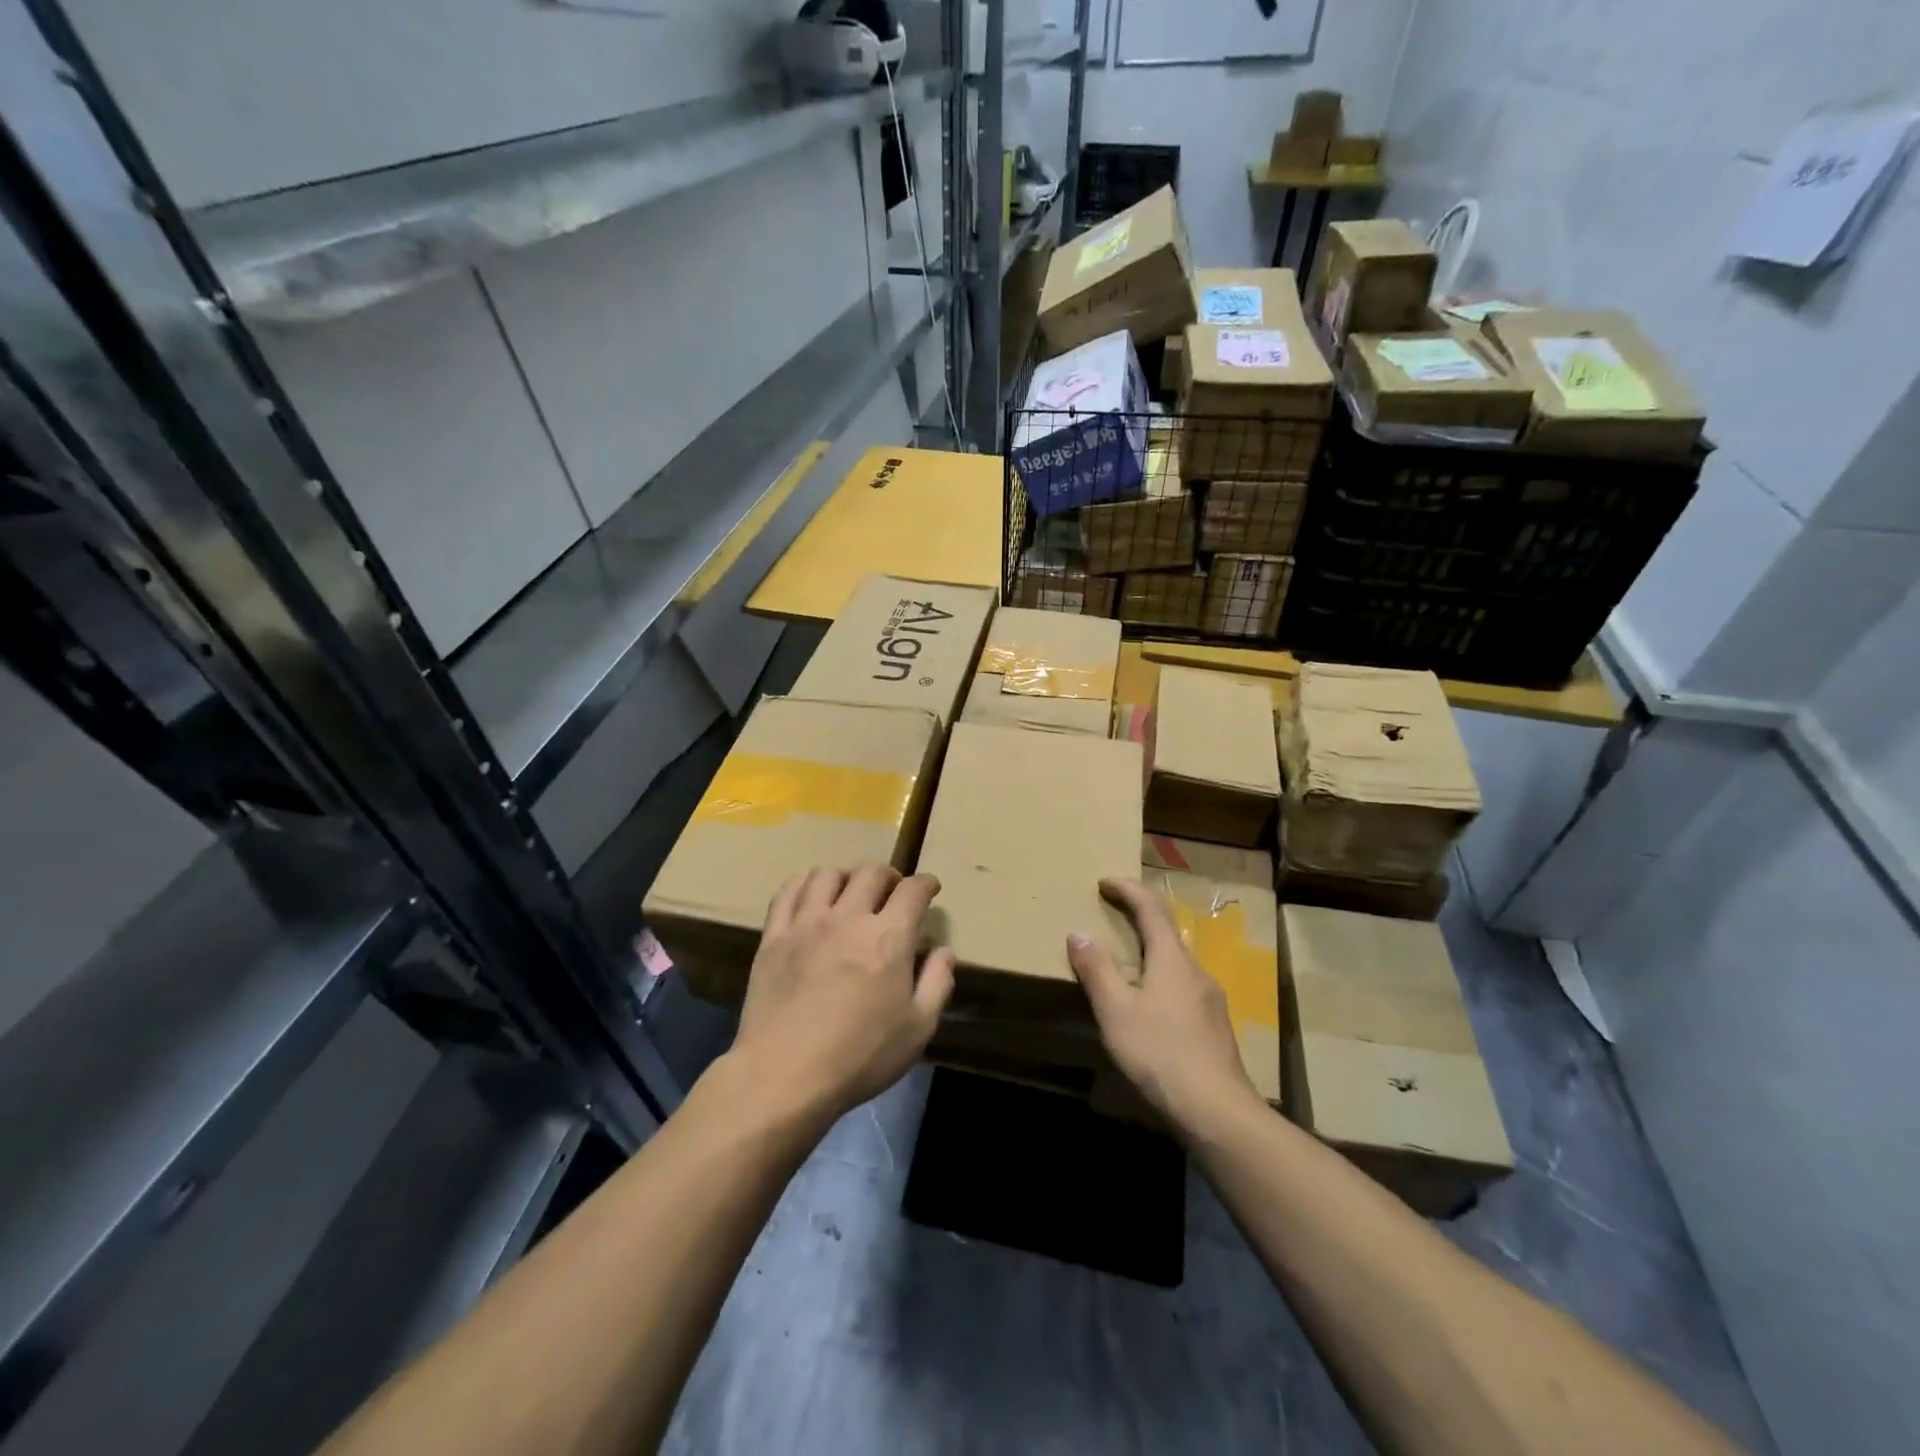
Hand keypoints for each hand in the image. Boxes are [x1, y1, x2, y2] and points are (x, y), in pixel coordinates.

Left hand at [729, 865, 954, 1126]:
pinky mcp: (774, 936)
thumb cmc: (859, 1056)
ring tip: (851, 891)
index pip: (912, 890)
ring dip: (847, 876)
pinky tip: (811, 894)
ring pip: (828, 874)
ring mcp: (807, 923)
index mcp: (888, 938)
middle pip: (871, 872)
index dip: (926, 883)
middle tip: (892, 891)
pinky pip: (788, 891)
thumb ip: (937, 984)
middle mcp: (848, 918)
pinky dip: (805, 882)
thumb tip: (943, 951)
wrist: (784, 1075)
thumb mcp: (917, 1029)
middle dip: (889, 876)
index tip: (930, 888)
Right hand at [1068, 877, 1261, 1131]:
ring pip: (1177, 959)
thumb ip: (1097, 970)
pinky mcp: (1215, 1024)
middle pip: (1167, 930)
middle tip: (1112, 912)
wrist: (1217, 1110)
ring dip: (1151, 947)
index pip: (1150, 908)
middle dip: (1140, 915)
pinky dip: (1161, 974)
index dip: (1128, 889)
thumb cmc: (1160, 1054)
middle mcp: (1195, 969)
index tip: (1105, 881)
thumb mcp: (1116, 1011)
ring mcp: (1210, 997)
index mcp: (1171, 959)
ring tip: (1127, 958)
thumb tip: (1079, 933)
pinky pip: (1184, 983)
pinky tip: (1151, 1002)